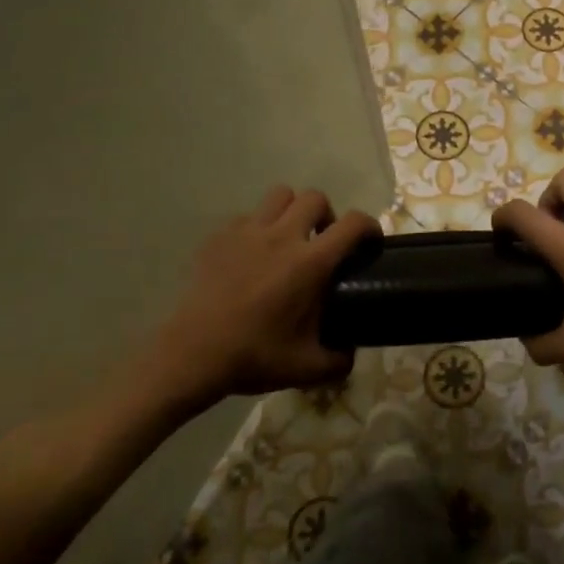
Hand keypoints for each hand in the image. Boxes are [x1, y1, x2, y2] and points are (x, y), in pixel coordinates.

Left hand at [156, 186, 379, 397]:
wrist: (192, 355)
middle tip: (323, 242)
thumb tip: (350, 353)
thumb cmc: (253, 357)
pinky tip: (253, 254)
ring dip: (292, 211)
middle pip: (315, 198)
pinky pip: (247, 216)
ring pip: (279, 195)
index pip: (353, 224)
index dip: (369, 226)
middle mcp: (282, 237)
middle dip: (327, 215)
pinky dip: (257, 227)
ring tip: (289, 237)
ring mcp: (247, 232)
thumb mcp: (307, 368)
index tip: (370, 241)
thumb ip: (339, 359)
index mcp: (310, 263)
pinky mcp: (219, 237)